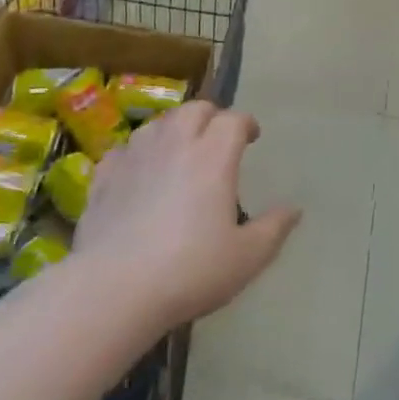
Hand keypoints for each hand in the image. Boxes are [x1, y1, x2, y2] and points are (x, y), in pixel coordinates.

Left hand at [72, 101, 300, 327]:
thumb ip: (273, 229)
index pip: (233, 120)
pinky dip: (138, 152)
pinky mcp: (103, 176)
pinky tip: (138, 171)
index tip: (251, 137)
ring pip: (159, 123)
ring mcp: (135, 156)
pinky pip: (124, 149)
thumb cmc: (189, 271)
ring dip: (174, 129)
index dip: (246, 124)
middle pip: (195, 109)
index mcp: (213, 156)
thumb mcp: (245, 258)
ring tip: (179, 150)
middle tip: (216, 139)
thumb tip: (294, 210)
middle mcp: (175, 144)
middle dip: (210, 117)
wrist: (113, 290)